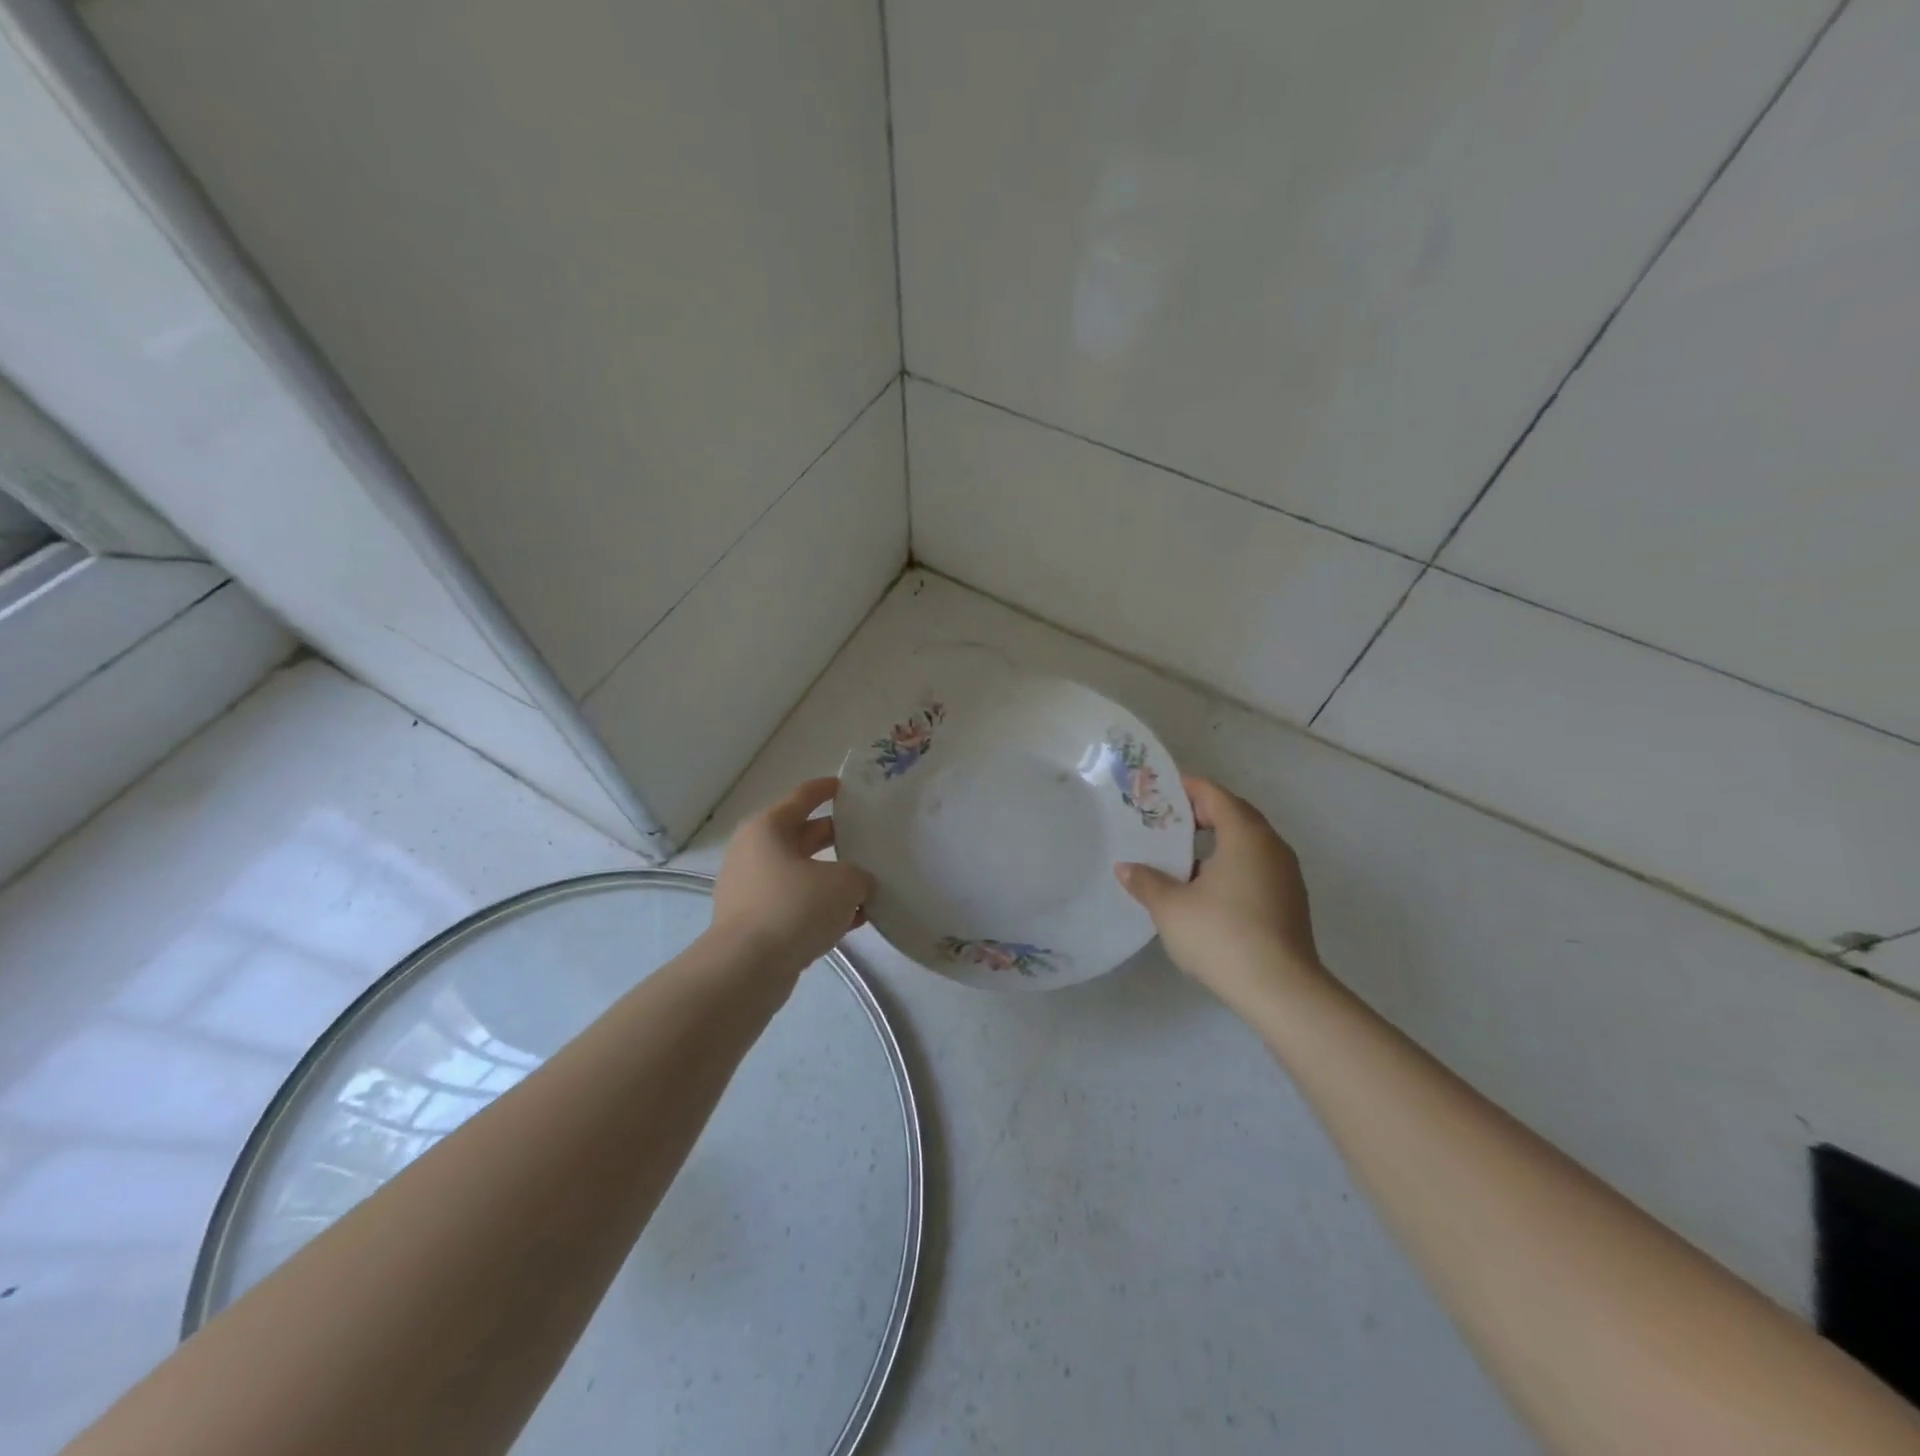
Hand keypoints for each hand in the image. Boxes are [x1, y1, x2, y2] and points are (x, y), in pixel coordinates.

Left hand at [712, 778, 875, 975]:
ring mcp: (752, 889)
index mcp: (769, 828)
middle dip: (837, 837)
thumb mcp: (843, 883)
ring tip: (869, 883)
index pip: (803, 797)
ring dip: (833, 877)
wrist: (746, 969)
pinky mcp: (756, 922)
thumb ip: (860, 875)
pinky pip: (796, 904)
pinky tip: (854, 920)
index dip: (827, 789)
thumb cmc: (793, 907)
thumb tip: (859, 884)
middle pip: (803, 836)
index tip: (848, 787)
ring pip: (802, 873)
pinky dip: (821, 907)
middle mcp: (755, 853)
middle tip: (869, 837)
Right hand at [1116, 778, 1329, 1017]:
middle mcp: (1271, 846)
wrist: (1281, 990)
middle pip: (1235, 816)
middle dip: (1202, 814)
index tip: (1160, 792)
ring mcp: (1286, 875)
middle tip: (1166, 821)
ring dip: (1217, 842)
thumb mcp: (1171, 907)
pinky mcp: (1290, 901)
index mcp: (1245, 835)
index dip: (1188, 789)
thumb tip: (1125, 868)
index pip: (1215, 795)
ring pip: (1247, 844)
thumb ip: (1146, 882)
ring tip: (1181, 856)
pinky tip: (1206, 890)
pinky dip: (1231, 865)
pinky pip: (1256, 867)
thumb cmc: (1222, 935)